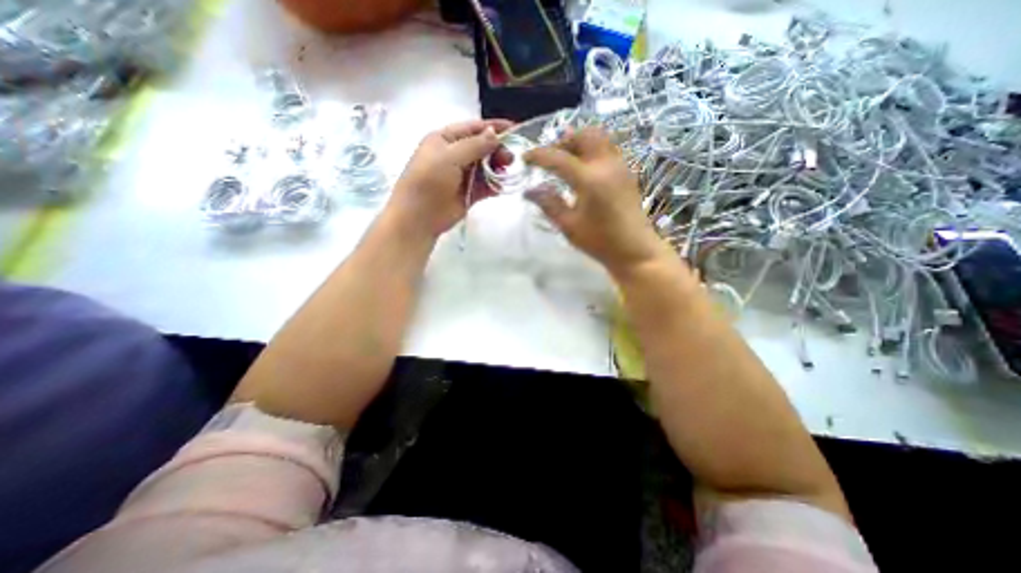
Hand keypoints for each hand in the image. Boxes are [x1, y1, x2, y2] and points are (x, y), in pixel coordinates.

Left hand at [387, 118, 514, 235]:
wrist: (419, 216)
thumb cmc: (429, 181)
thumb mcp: (450, 156)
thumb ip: (475, 145)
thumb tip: (495, 133)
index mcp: (445, 140)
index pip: (473, 128)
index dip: (493, 127)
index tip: (515, 129)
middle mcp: (454, 155)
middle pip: (482, 147)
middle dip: (497, 150)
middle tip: (509, 159)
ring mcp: (462, 175)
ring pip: (486, 167)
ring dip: (497, 168)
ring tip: (505, 172)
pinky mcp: (469, 193)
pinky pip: (486, 186)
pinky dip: (494, 185)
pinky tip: (500, 186)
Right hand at [522, 126, 666, 278]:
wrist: (635, 250)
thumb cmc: (600, 242)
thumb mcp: (569, 226)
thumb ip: (548, 204)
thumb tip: (529, 191)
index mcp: (589, 180)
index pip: (558, 158)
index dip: (538, 155)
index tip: (525, 158)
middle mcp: (606, 165)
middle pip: (584, 135)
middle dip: (563, 141)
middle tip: (550, 158)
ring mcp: (620, 166)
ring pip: (598, 138)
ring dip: (578, 143)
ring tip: (565, 162)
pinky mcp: (627, 172)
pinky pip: (607, 149)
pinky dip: (591, 151)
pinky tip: (583, 170)